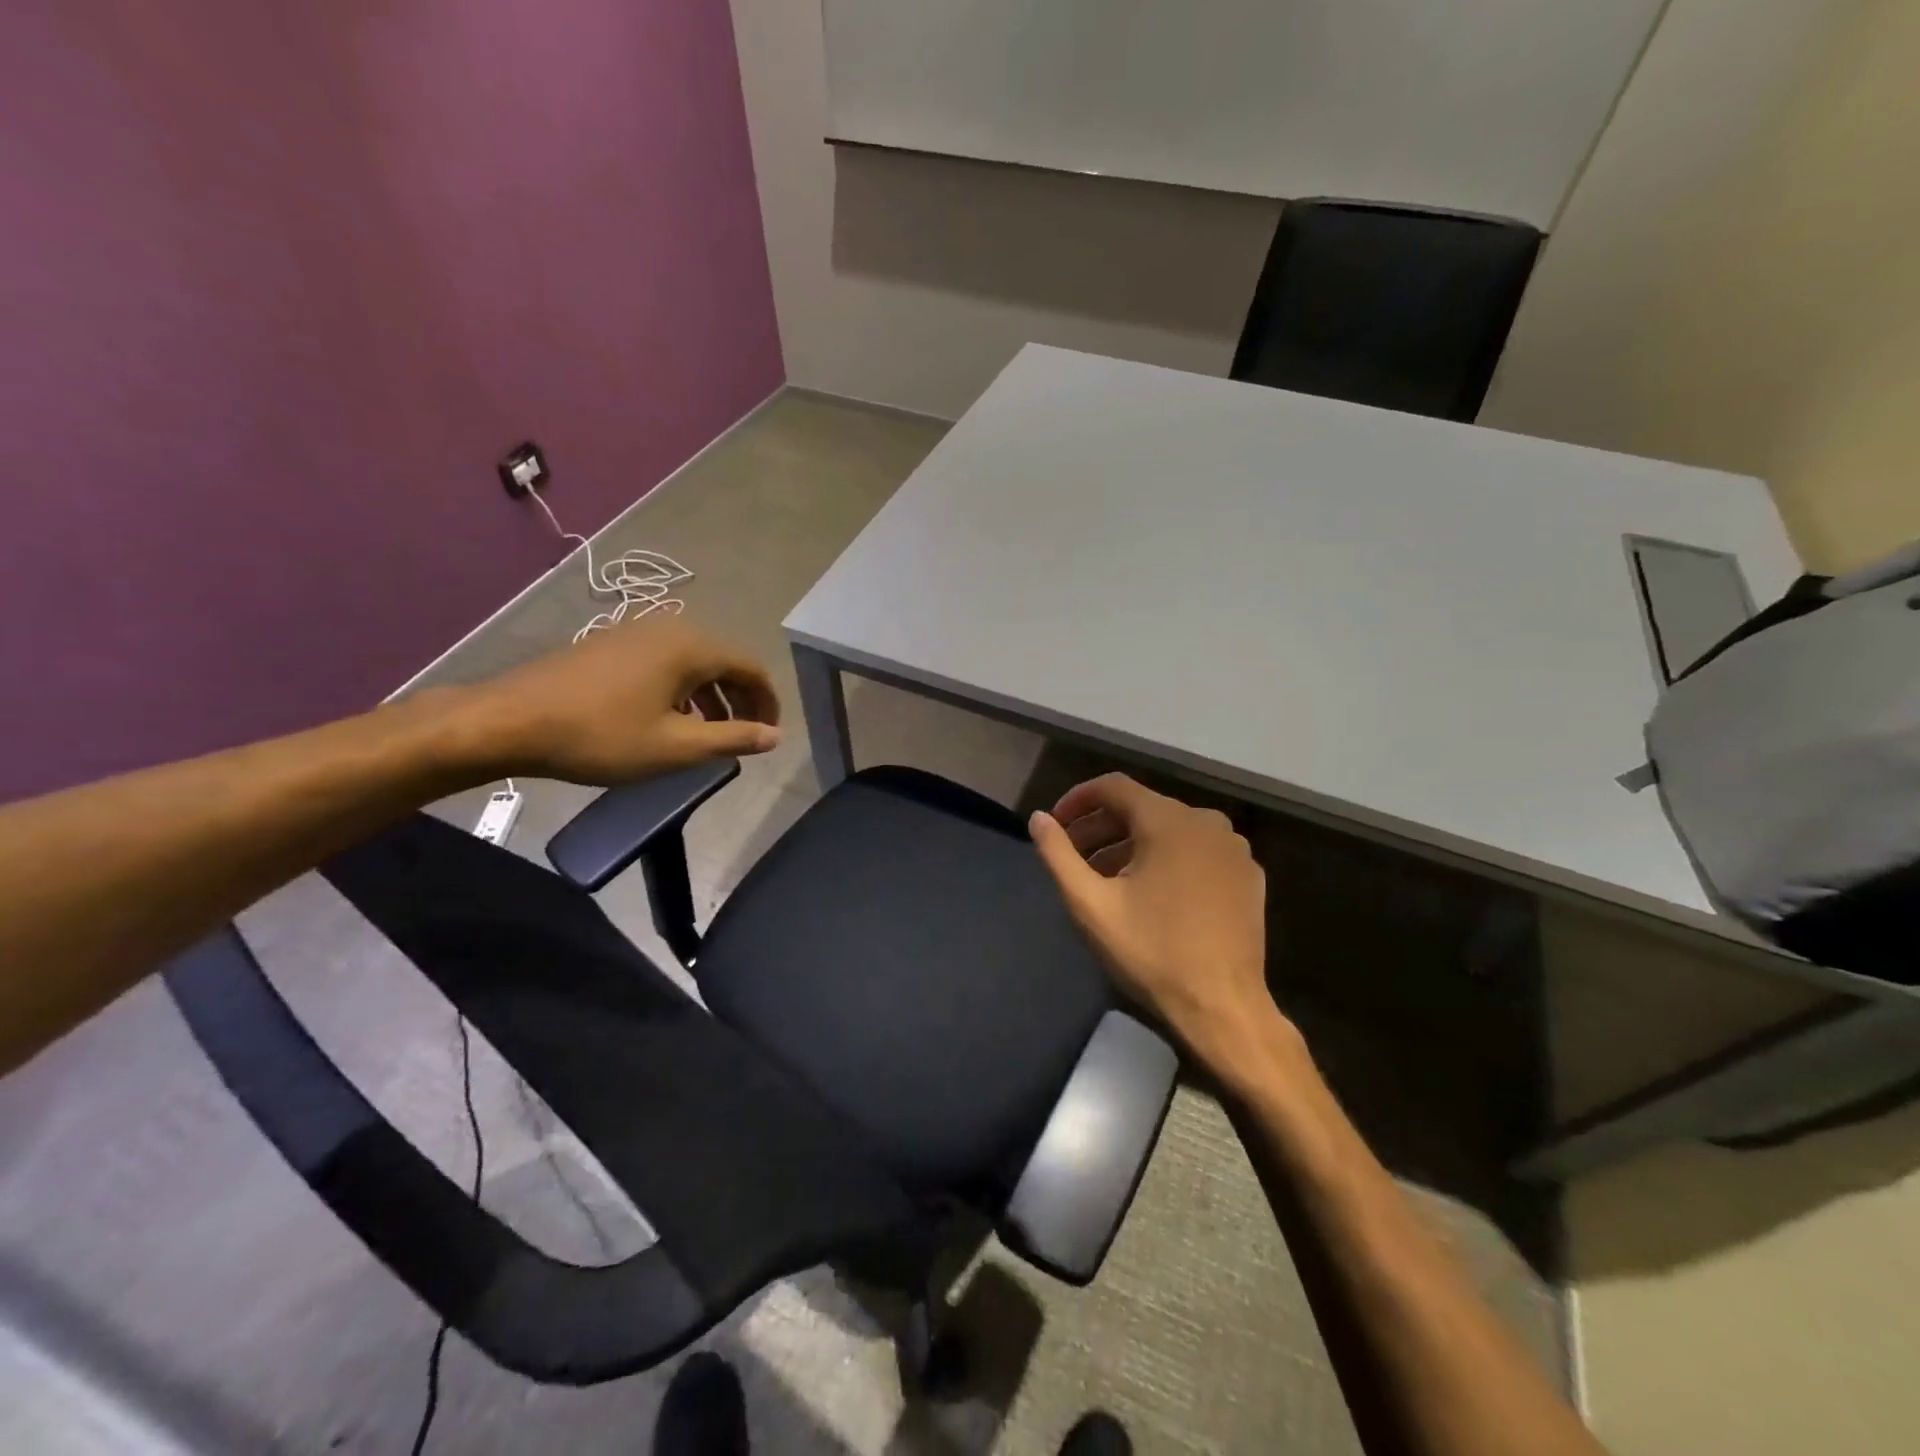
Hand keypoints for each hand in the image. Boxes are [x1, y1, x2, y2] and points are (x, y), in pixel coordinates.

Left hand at [450, 616, 780, 784]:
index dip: (768, 702)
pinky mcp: (612, 643)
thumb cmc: (602, 735)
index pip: (750, 668)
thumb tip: (775, 736)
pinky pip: (666, 661)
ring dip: (711, 696)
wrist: (510, 721)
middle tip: (744, 736)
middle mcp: (670, 628)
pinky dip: (682, 688)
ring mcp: (637, 631)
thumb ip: (732, 738)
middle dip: (740, 699)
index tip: (770, 734)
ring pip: (693, 662)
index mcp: (692, 647)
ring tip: (709, 733)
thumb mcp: (676, 746)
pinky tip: (668, 718)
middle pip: (724, 661)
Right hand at [1029, 773, 1279, 1067]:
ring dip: (1132, 845)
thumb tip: (1038, 818)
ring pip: (1171, 830)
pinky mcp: (1249, 875)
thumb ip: (1058, 855)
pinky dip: (1168, 859)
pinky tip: (1153, 893)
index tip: (1055, 823)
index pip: (1114, 787)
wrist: (1223, 1007)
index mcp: (1169, 821)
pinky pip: (1198, 851)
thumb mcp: (1091, 905)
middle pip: (1143, 808)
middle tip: (1073, 857)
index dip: (1078, 800)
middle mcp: (1207, 822)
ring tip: (1106, 879)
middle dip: (1102, 828)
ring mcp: (1234, 849)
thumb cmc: (1151, 952)